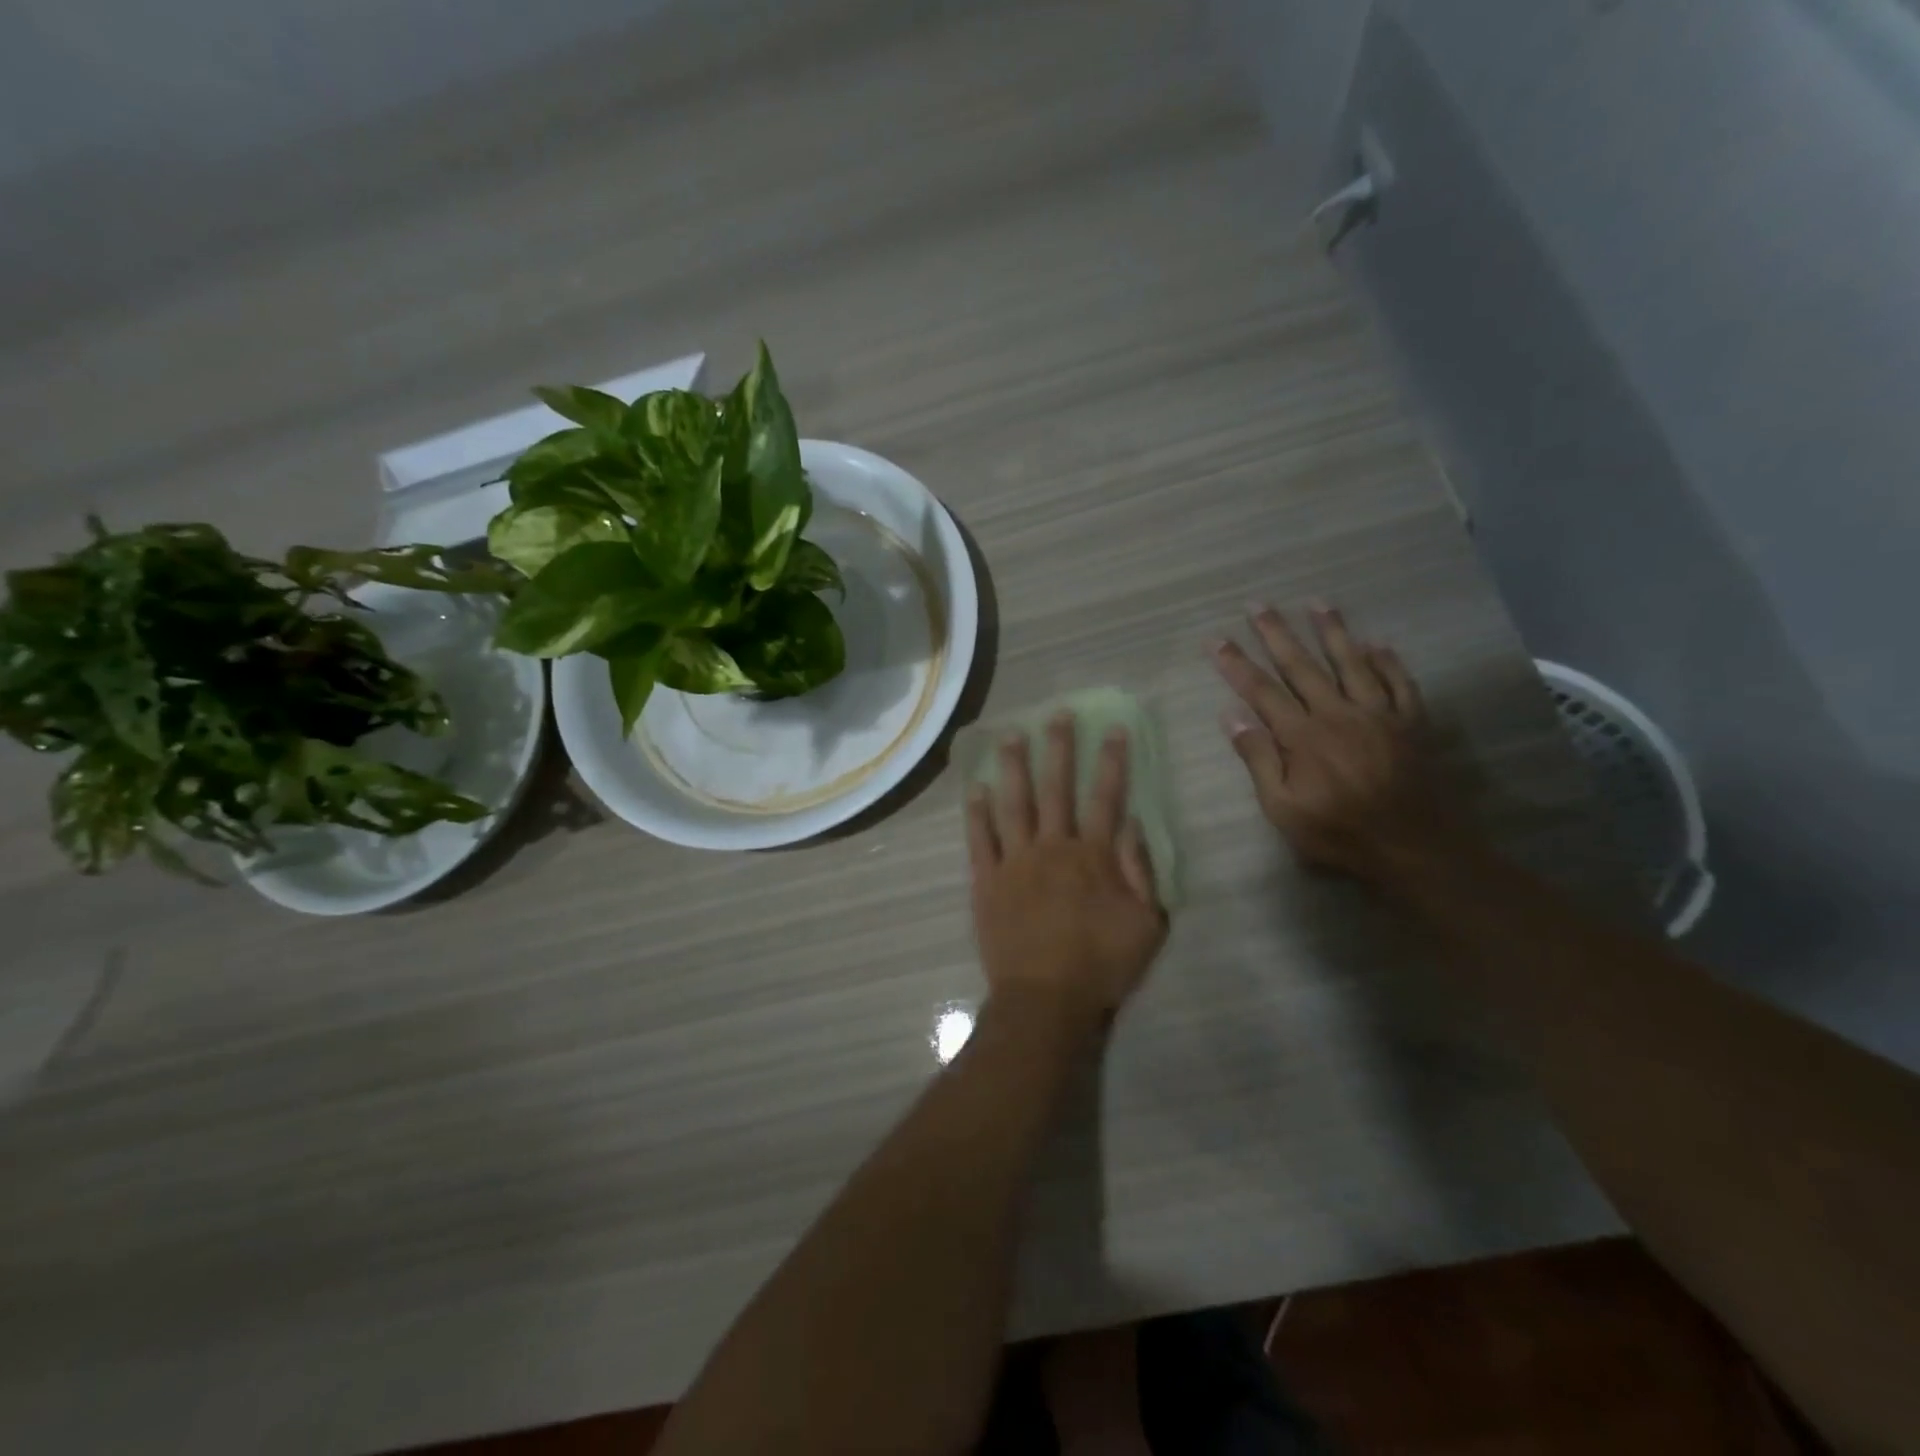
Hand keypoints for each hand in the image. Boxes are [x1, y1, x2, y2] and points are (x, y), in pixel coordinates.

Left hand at [967, 714, 1168, 1029]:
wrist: (1045, 1000)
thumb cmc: (1101, 965)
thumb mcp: (1146, 923)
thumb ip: (1141, 870)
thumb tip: (1134, 824)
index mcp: (1093, 856)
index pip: (1105, 797)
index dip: (1111, 761)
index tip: (1113, 728)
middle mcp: (1052, 847)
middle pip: (1055, 788)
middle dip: (1059, 748)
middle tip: (1057, 714)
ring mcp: (1014, 861)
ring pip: (1013, 803)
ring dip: (1013, 767)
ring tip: (1011, 735)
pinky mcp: (986, 880)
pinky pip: (980, 839)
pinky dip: (977, 812)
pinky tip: (975, 788)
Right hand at [1213, 603, 1461, 885]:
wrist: (1414, 848)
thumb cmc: (1339, 833)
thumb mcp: (1283, 808)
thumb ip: (1258, 759)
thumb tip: (1231, 716)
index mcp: (1302, 736)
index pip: (1261, 691)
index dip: (1236, 664)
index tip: (1216, 640)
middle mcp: (1338, 713)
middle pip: (1301, 666)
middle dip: (1276, 634)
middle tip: (1258, 605)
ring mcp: (1378, 714)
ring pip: (1351, 662)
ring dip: (1332, 631)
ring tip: (1318, 604)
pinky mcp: (1410, 723)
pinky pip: (1399, 682)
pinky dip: (1387, 661)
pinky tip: (1377, 643)